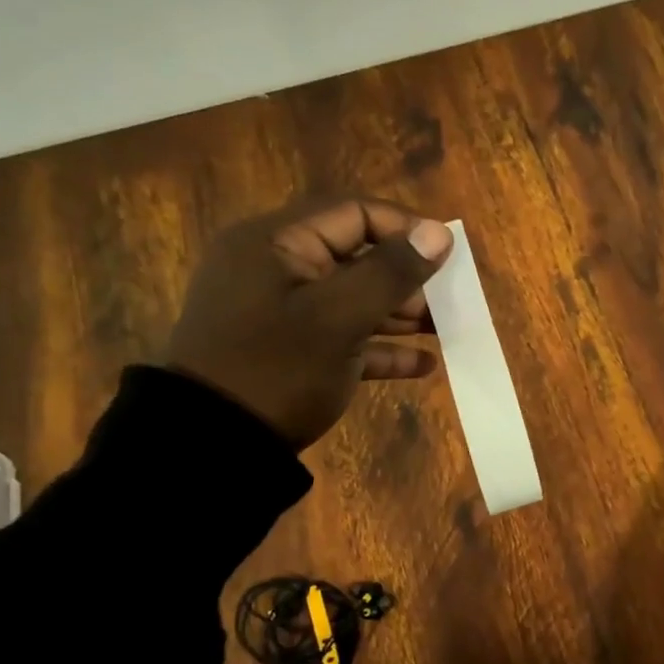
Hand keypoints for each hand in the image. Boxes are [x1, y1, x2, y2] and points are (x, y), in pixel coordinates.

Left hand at [164, 197, 453, 448]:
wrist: (213, 449)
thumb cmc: (277, 370)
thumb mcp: (340, 317)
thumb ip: (391, 272)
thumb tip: (439, 233)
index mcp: (276, 242)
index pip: (353, 213)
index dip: (405, 229)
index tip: (448, 256)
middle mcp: (276, 269)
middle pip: (356, 256)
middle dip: (407, 278)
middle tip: (449, 301)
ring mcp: (281, 313)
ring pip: (352, 299)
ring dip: (400, 313)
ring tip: (445, 330)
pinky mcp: (289, 353)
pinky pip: (342, 338)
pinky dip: (379, 348)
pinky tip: (421, 366)